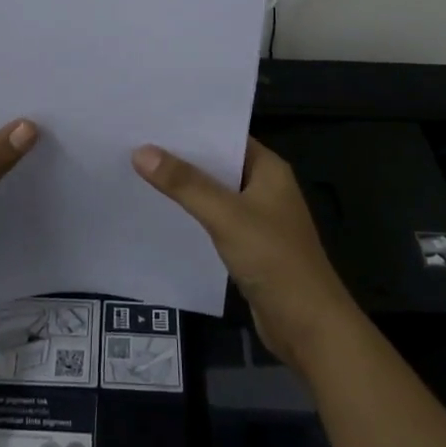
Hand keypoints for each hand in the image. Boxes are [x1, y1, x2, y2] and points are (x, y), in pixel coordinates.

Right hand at [133, 138, 358, 371]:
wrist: (309, 328)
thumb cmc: (275, 260)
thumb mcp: (226, 216)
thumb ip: (185, 184)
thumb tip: (141, 151)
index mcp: (269, 169)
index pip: (226, 134)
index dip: (192, 127)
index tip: (153, 118)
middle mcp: (264, 186)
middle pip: (217, 163)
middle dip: (182, 155)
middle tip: (136, 142)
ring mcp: (257, 217)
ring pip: (214, 192)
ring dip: (185, 186)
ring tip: (139, 170)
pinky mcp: (249, 245)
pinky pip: (214, 219)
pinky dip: (192, 213)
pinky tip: (161, 211)